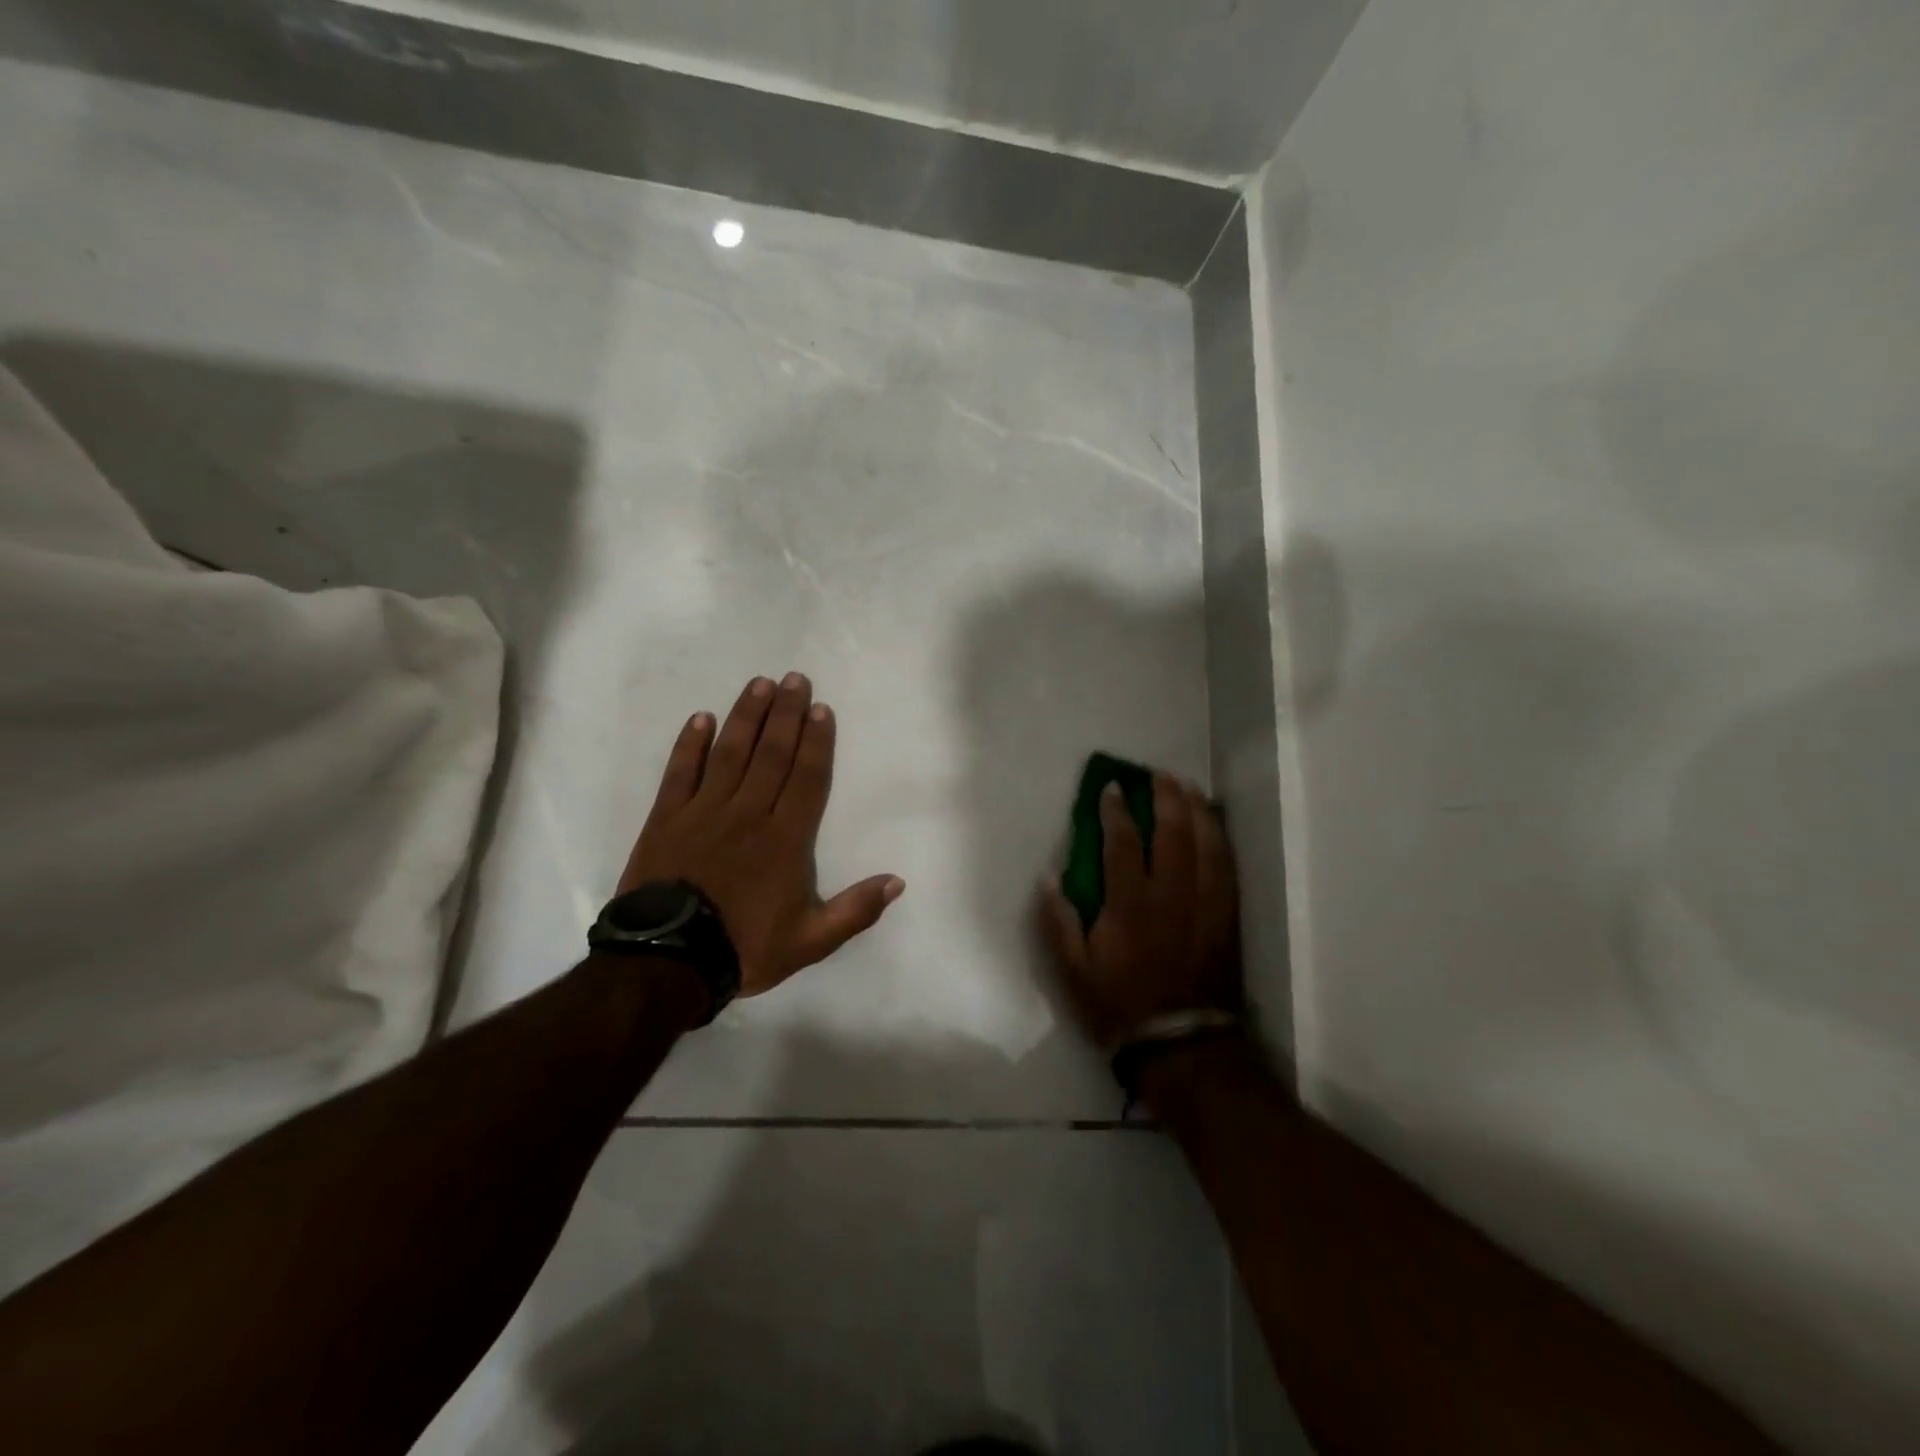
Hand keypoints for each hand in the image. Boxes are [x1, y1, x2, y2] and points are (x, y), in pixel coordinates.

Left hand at [618, 673, 903, 996]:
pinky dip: (690, 744)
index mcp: (786, 839)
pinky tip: (701, 718)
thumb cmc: (745, 947)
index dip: (816, 741)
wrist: (669, 962)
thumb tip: (898, 881)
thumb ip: (856, 910)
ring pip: (730, 753)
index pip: (807, 778)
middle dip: (786, 714)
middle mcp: (749, 813)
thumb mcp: (811, 941)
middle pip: (772, 754)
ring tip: (759, 684)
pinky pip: (681, 772)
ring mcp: (704, 811)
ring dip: (746, 716)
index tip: (821, 709)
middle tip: (794, 679)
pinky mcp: (667, 818)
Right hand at [1039, 773, 1242, 1048]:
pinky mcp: (1226, 918)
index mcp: (1131, 904)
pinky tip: (1215, 828)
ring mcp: (1205, 905)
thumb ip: (1059, 921)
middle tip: (1158, 776)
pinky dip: (1221, 840)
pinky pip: (1227, 868)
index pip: (1123, 842)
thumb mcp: (1072, 972)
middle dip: (1166, 798)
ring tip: (1189, 788)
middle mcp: (1172, 895)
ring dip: (1197, 811)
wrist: (1181, 1046)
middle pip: (1174, 832)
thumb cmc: (1119, 1006)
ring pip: (1207, 844)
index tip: (1111, 788)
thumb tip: (1049, 876)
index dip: (1115, 811)